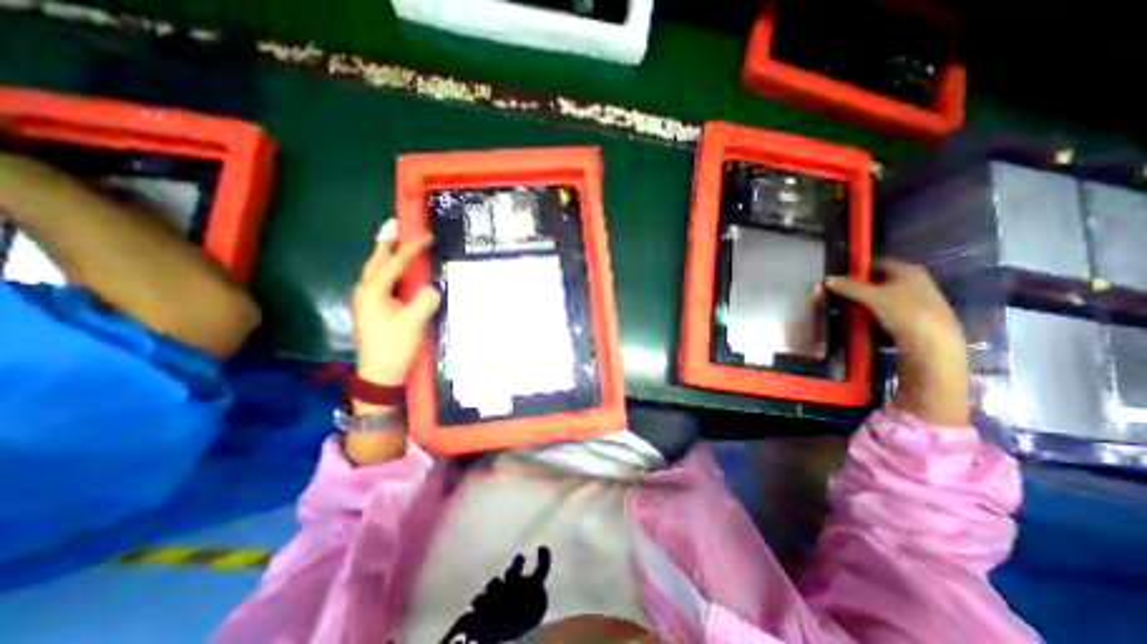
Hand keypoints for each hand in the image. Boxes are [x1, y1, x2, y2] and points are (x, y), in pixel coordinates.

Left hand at [351, 219, 438, 385]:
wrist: (380, 374)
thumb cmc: (395, 346)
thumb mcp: (414, 323)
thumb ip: (424, 301)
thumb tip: (431, 288)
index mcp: (374, 291)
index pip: (394, 263)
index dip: (412, 248)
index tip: (427, 235)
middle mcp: (365, 291)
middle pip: (376, 261)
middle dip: (386, 242)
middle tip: (394, 224)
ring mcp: (365, 300)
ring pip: (374, 270)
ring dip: (384, 253)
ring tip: (394, 240)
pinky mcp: (371, 309)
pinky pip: (378, 280)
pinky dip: (386, 269)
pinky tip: (394, 269)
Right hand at [826, 256, 966, 428]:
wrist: (934, 347)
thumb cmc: (905, 313)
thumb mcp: (872, 297)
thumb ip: (849, 287)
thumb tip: (827, 279)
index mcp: (909, 271)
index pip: (877, 263)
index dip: (857, 268)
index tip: (838, 276)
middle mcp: (916, 282)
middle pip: (879, 281)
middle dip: (857, 287)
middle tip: (836, 293)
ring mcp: (916, 301)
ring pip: (881, 297)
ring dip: (863, 302)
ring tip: (844, 307)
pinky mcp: (914, 319)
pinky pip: (886, 311)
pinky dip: (872, 313)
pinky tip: (860, 320)